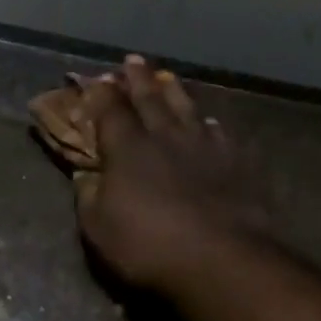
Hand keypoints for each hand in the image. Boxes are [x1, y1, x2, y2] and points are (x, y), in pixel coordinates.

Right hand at [72, 55, 274, 294]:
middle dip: (138, 78)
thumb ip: (89, 195)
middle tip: (133, 60)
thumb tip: (85, 174)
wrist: (221, 260)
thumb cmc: (149, 246)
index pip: (110, 109)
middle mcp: (165, 136)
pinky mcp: (235, 162)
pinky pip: (219, 132)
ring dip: (174, 91)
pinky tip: (209, 122)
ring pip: (186, 108)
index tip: (97, 78)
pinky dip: (209, 123)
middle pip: (150, 98)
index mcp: (128, 148)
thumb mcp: (99, 228)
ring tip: (168, 77)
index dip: (101, 92)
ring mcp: (204, 146)